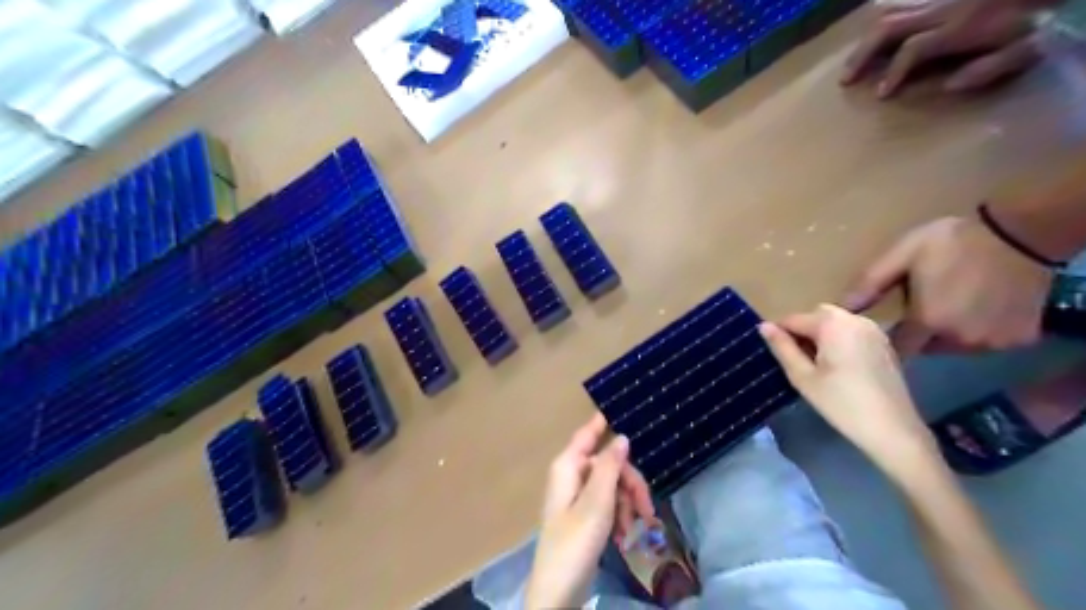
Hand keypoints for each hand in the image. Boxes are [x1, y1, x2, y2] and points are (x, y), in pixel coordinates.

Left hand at [527, 411, 650, 607]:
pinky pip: (607, 503)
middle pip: (608, 464)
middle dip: (629, 483)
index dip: (603, 421)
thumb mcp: (597, 503)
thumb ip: (609, 468)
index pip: (587, 434)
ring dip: (627, 504)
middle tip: (646, 508)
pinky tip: (625, 536)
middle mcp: (571, 476)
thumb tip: (622, 437)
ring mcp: (577, 496)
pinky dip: (619, 516)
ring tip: (634, 528)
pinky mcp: (584, 516)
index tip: (623, 409)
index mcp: (568, 466)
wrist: (558, 592)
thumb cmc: (575, 543)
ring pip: (612, 485)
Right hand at [761, 305, 933, 470]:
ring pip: (835, 322)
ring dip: (821, 335)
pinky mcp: (883, 343)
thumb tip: (763, 326)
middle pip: (816, 315)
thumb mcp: (802, 377)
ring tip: (816, 365)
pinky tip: (839, 368)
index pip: (793, 319)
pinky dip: (839, 341)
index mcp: (831, 323)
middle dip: (802, 331)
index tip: (775, 356)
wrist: (893, 430)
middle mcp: (854, 318)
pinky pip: (852, 331)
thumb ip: (782, 348)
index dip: (779, 336)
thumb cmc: (841, 404)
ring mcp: (873, 329)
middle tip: (797, 361)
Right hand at [837, 1, 1042, 94]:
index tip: (881, 95)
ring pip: (890, 12)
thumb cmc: (1045, 16)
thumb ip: (989, 69)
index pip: (913, 50)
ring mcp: (940, 0)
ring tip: (852, 63)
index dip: (893, 73)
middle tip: (845, 80)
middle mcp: (943, 11)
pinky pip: (902, 3)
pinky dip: (882, 20)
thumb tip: (947, 86)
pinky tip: (873, 36)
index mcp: (960, 28)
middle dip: (862, 54)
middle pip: (889, 28)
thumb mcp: (1029, 46)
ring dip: (866, 39)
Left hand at [839, 217, 1052, 354]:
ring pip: (956, 346)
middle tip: (923, 305)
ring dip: (949, 332)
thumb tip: (840, 309)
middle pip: (927, 347)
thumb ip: (869, 284)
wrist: (1023, 233)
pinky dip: (981, 331)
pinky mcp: (1020, 339)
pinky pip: (988, 342)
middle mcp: (959, 340)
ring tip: (951, 304)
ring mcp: (993, 342)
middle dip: (920, 331)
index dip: (888, 341)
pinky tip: (979, 307)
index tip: (884, 331)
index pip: (897, 348)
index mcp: (928, 322)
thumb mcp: (901, 255)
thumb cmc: (952, 242)